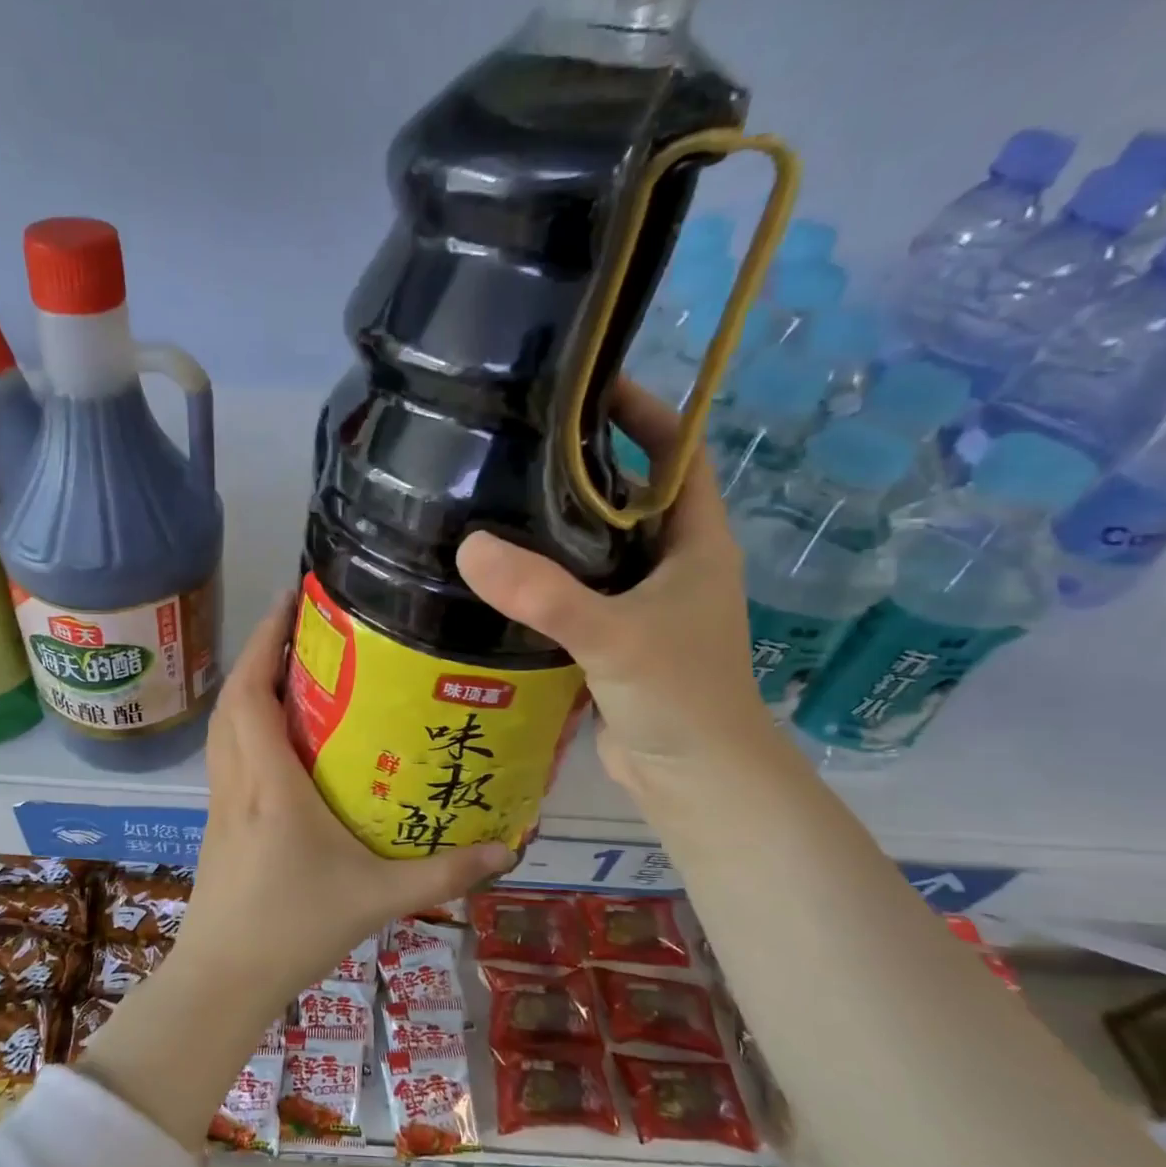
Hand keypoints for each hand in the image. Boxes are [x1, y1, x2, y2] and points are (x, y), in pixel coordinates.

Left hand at [173, 595, 511, 1017]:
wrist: (223, 979)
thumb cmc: (294, 930)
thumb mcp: (378, 899)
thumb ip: (444, 873)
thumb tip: (507, 847)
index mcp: (269, 782)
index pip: (252, 692)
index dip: (266, 640)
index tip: (292, 599)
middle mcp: (237, 779)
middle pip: (233, 697)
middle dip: (262, 652)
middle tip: (306, 630)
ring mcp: (221, 800)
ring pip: (223, 724)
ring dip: (250, 687)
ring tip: (295, 671)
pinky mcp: (219, 820)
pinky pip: (226, 752)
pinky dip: (245, 724)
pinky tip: (281, 738)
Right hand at [455, 377, 773, 789]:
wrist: (693, 779)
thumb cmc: (679, 697)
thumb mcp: (614, 637)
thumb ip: (545, 595)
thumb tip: (468, 546)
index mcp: (697, 543)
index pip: (678, 454)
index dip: (644, 414)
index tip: (586, 387)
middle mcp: (673, 565)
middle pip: (630, 496)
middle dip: (584, 466)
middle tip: (519, 442)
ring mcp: (644, 604)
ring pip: (599, 547)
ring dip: (558, 525)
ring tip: (496, 497)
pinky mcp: (614, 639)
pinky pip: (578, 591)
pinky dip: (546, 577)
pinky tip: (499, 573)